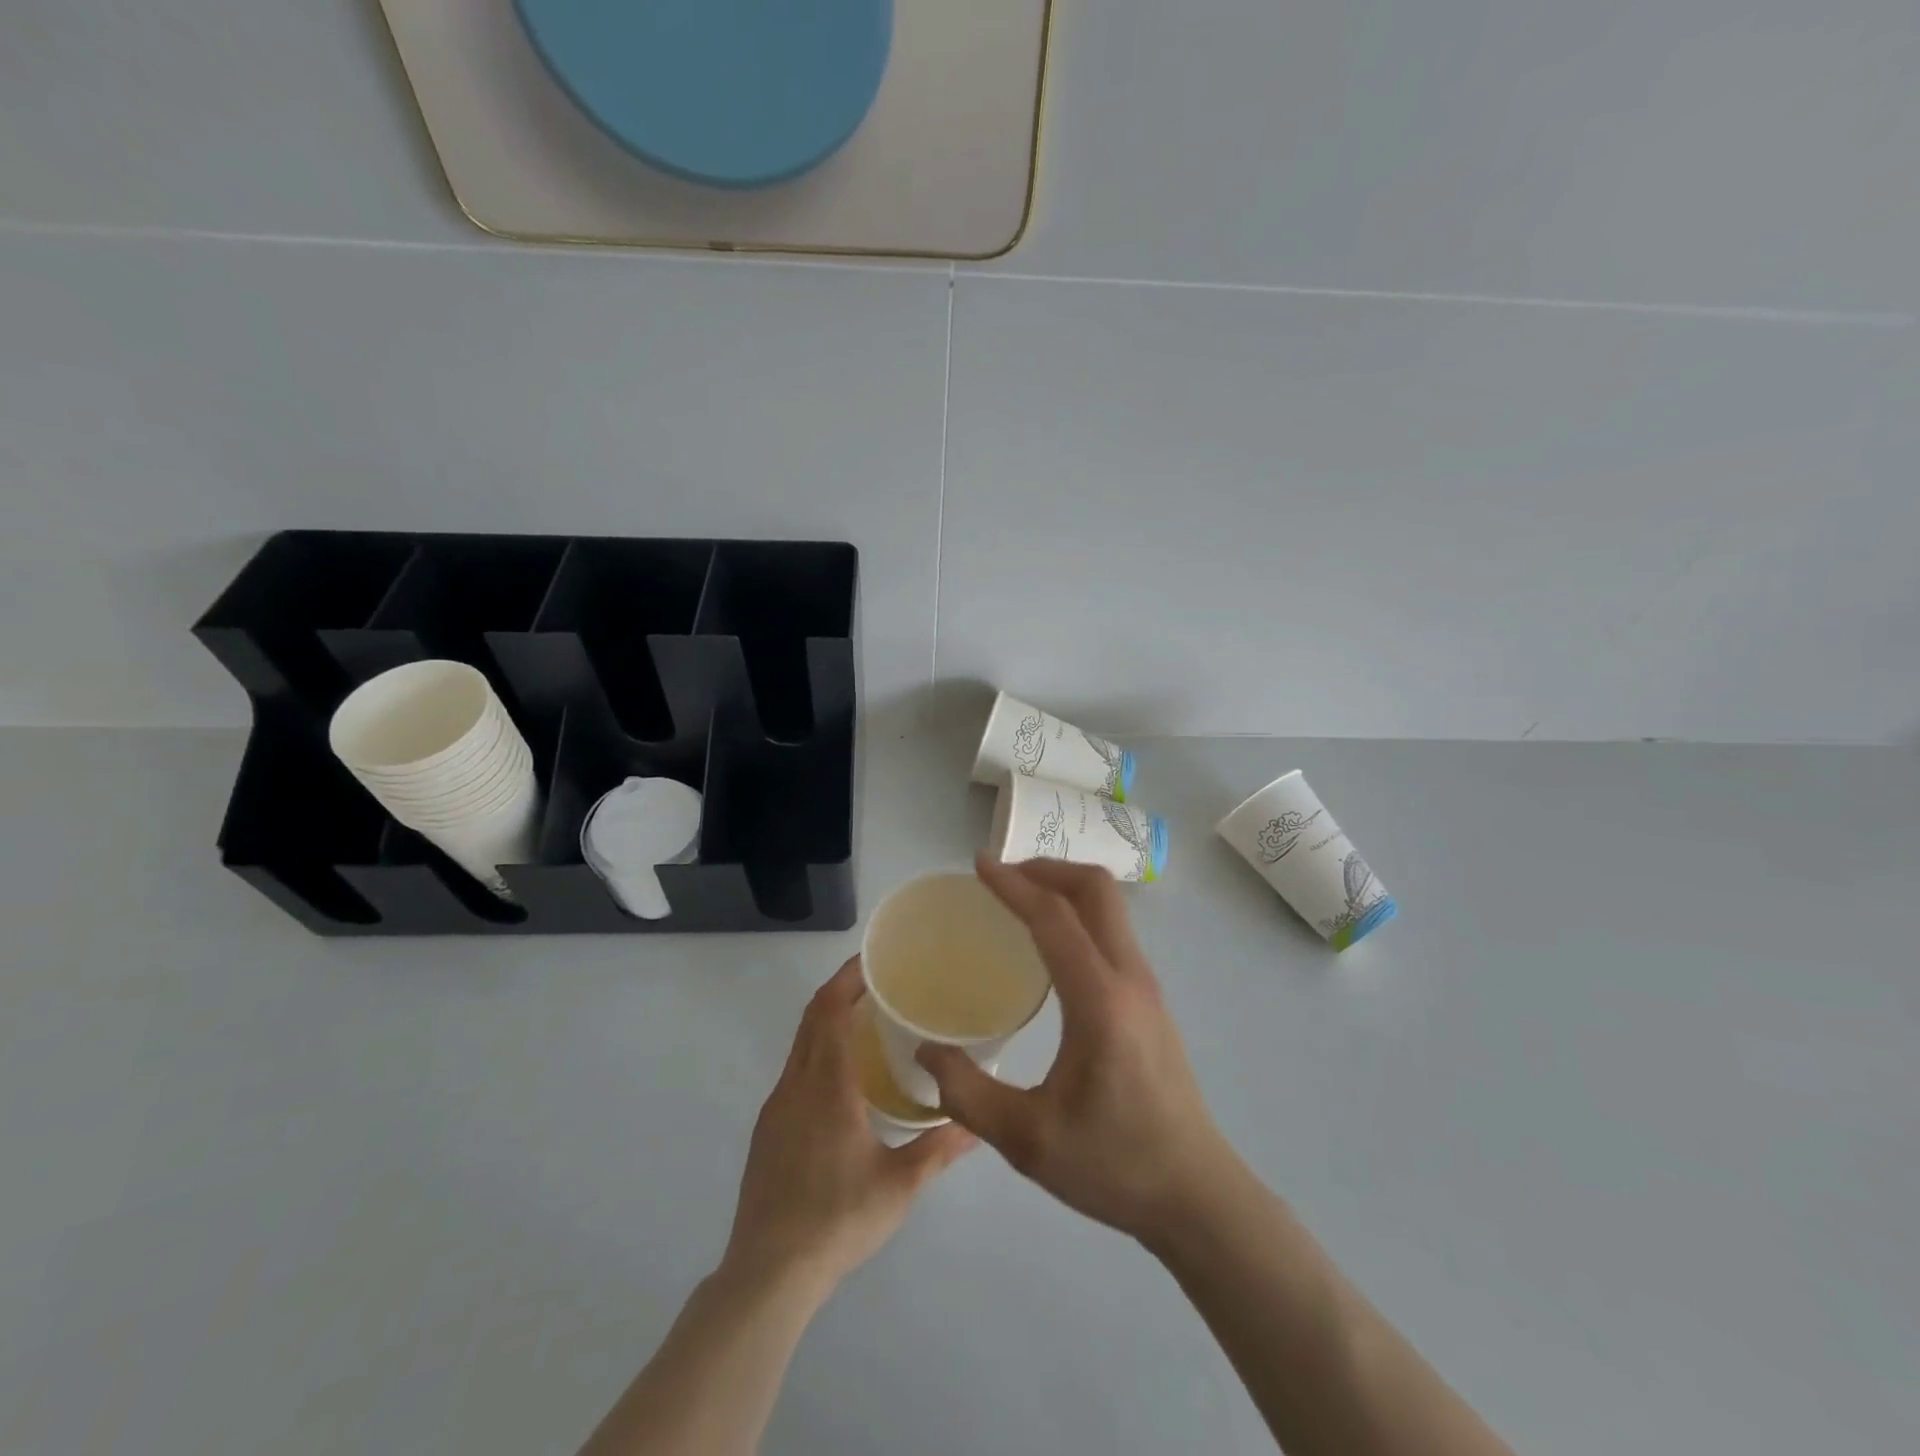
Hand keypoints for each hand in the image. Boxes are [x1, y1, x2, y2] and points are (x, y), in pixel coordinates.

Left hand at [723, 957, 974, 1294]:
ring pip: (801, 1045)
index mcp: (826, 1086)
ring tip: (868, 1022)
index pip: (829, 1011)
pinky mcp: (767, 1130)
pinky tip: (844, 1078)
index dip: (847, 978)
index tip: (873, 960)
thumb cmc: (837, 1219)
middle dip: (840, 991)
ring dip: (828, 1022)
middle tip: (880, 981)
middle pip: (812, 1018)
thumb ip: (939, 1148)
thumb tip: (977, 1124)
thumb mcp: (899, 1185)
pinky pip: (795, 1071)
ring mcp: (776, 1108)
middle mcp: (795, 1085)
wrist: (768, 1274)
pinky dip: (818, 1052)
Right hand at [917, 856, 1237, 1244]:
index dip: (1013, 884)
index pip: (1054, 918)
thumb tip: (926, 1050)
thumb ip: (968, 1094)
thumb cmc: (1114, 1166)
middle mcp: (1130, 978)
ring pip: (1110, 906)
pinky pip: (1113, 931)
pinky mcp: (1151, 1000)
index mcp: (1099, 1002)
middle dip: (1046, 869)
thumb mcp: (1027, 1140)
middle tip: (1001, 877)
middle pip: (1095, 890)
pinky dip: (1079, 914)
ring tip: (1019, 901)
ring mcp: (1147, 986)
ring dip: (1065, 887)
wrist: (1197, 1196)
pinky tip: (1050, 946)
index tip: (978, 865)